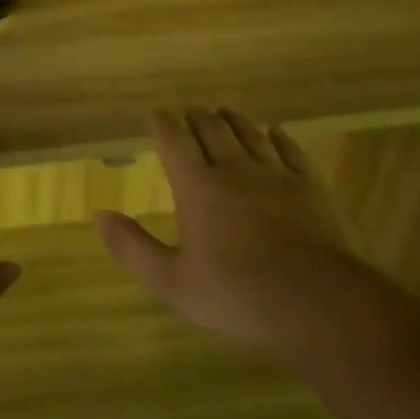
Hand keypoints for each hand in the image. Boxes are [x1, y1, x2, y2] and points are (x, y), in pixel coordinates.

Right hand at [95, 108, 377, 356]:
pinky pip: (290, 149)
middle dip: (195, 118)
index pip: (174, 141)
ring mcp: (277, 175)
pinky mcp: (310, 187)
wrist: (320, 305)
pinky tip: (274, 132)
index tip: (154, 115)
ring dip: (232, 119)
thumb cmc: (238, 296)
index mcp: (198, 188)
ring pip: (250, 133)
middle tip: (187, 115)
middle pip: (212, 129)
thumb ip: (133, 247)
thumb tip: (100, 216)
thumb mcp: (172, 282)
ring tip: (223, 113)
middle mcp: (235, 170)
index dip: (162, 124)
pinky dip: (276, 136)